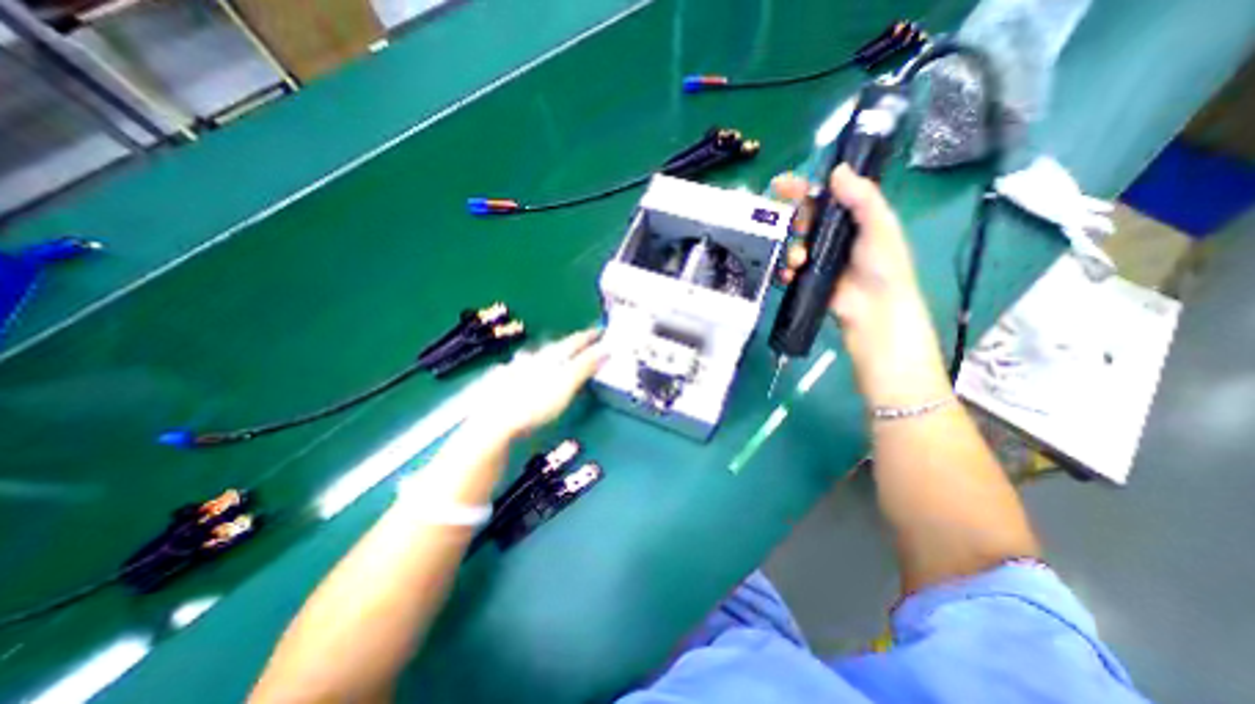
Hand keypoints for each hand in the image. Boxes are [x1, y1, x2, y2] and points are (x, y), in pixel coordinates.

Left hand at [468, 330, 610, 439]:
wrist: (493, 420)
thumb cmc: (536, 402)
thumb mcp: (567, 383)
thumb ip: (585, 366)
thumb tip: (605, 349)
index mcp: (552, 356)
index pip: (575, 341)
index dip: (589, 336)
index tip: (600, 331)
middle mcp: (534, 357)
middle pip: (556, 347)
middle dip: (570, 344)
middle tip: (582, 343)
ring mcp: (517, 368)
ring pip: (537, 356)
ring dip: (549, 355)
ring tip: (555, 357)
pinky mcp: (503, 382)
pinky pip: (522, 368)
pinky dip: (530, 368)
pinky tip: (525, 372)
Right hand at [770, 165, 945, 405]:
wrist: (874, 311)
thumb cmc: (883, 266)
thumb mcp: (880, 226)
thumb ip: (862, 198)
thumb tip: (838, 170)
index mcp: (852, 217)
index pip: (824, 195)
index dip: (802, 188)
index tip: (780, 185)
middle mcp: (833, 235)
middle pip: (803, 219)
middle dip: (794, 221)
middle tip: (797, 228)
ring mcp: (819, 257)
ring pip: (793, 243)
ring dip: (790, 249)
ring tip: (799, 261)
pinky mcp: (809, 277)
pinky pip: (789, 268)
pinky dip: (785, 270)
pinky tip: (788, 275)